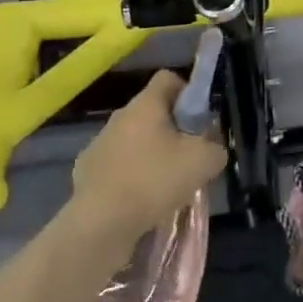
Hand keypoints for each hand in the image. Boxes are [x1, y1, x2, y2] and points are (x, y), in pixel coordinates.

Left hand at [72, 71, 226, 244]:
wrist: (100, 223)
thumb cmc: (154, 181)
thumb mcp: (203, 163)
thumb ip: (216, 148)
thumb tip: (213, 148)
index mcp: (145, 104)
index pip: (168, 78)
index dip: (188, 92)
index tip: (198, 120)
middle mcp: (119, 116)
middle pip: (151, 111)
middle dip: (172, 129)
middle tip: (188, 157)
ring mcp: (99, 143)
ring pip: (133, 139)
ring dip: (149, 153)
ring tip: (164, 185)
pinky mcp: (86, 170)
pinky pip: (115, 164)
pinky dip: (129, 176)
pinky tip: (138, 200)